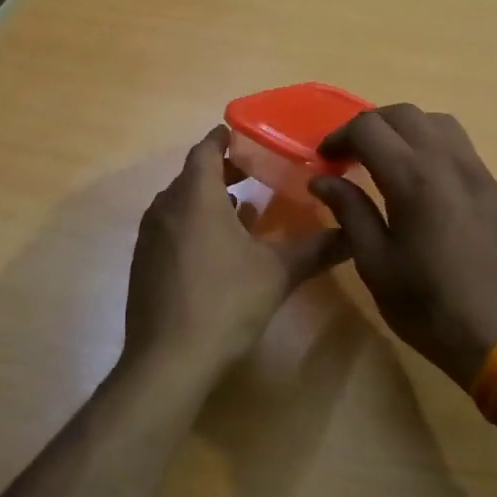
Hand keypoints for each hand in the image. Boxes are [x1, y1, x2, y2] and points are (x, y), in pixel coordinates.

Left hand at [123, 126, 349, 381]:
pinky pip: (171, 228)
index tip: (245, 134)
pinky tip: (220, 249)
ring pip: (180, 203)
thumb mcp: (278, 273)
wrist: (167, 361)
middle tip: (256, 171)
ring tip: (245, 209)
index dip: (225, 139)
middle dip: (223, 170)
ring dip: (209, 200)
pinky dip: (194, 225)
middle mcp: (166, 208)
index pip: (206, 150)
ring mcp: (150, 238)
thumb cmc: (224, 303)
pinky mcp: (143, 264)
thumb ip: (316, 249)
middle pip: (193, 175)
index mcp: (195, 197)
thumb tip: (353, 233)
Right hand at [311, 105, 496, 388]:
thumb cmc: (426, 305)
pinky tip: (423, 182)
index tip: (325, 161)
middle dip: (370, 126)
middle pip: (404, 114)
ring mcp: (479, 173)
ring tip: (388, 161)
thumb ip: (349, 211)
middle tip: (351, 156)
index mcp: (413, 179)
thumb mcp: (374, 262)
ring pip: (438, 123)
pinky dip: (433, 147)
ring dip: (405, 130)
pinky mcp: (496, 189)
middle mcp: (449, 162)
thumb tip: (323, 179)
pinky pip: (461, 148)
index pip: (369, 128)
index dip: (340, 137)